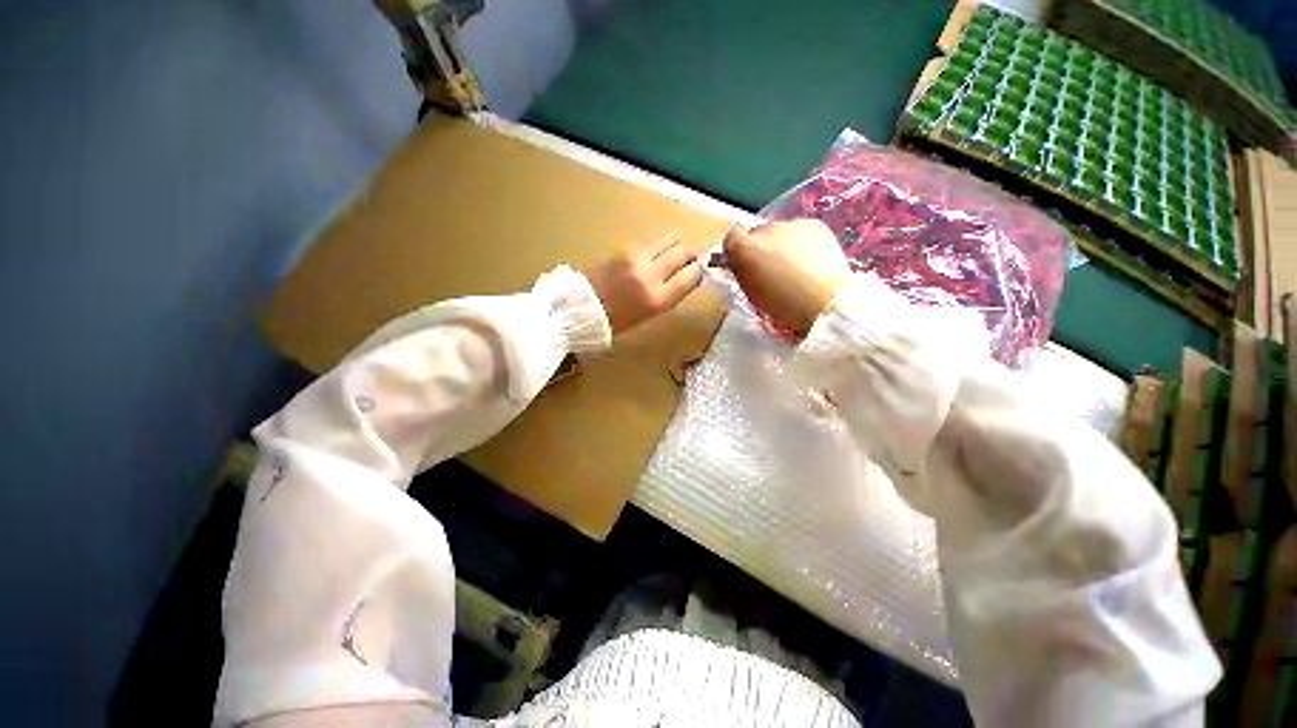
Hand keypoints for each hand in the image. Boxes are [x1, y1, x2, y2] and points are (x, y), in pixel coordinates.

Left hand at [584, 233, 703, 334]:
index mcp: (658, 299)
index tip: (696, 273)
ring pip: (670, 238)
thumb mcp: (649, 315)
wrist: (580, 308)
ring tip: (669, 256)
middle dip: (689, 255)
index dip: (698, 271)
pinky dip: (657, 247)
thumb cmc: (616, 320)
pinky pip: (651, 242)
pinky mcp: (625, 248)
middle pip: (684, 251)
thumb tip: (685, 277)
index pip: (692, 275)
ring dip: (675, 245)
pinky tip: (650, 257)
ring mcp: (637, 258)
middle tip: (686, 261)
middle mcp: (651, 275)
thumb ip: (668, 294)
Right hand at [723, 219, 851, 334]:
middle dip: (760, 248)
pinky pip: (801, 230)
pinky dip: (802, 242)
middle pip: (756, 233)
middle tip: (771, 271)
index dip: (736, 252)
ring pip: (779, 231)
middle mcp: (764, 229)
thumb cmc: (783, 306)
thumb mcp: (751, 293)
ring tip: (794, 268)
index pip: (731, 238)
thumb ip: (741, 271)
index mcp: (743, 248)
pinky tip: (811, 262)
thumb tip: (738, 259)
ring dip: (782, 244)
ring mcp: (791, 224)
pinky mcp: (814, 225)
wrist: (826, 302)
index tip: (744, 268)